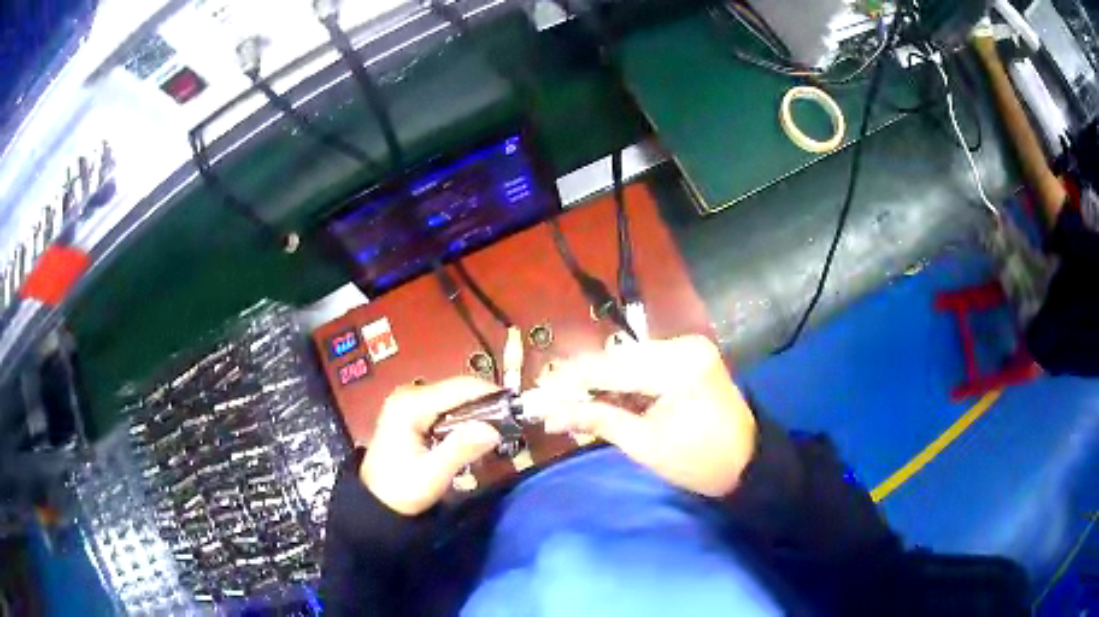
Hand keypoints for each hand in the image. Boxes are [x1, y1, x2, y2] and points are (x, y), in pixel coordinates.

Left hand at [362, 377, 501, 515]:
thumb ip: (460, 449)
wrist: (375, 503)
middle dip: (486, 405)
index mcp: (410, 404)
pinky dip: (463, 418)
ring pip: (454, 398)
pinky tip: (472, 436)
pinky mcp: (411, 411)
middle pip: (457, 390)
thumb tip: (493, 429)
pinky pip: (445, 407)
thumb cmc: (401, 490)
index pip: (459, 387)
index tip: (518, 408)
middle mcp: (409, 394)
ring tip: (497, 432)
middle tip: (510, 426)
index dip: (491, 394)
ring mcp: (408, 400)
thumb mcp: (432, 474)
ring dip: (476, 412)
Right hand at [538, 335, 756, 497]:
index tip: (539, 394)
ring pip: (628, 361)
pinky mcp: (689, 357)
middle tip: (553, 405)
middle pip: (617, 359)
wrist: (748, 463)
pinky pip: (645, 365)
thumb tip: (553, 414)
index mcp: (678, 366)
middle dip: (582, 383)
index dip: (571, 381)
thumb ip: (598, 421)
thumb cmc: (699, 462)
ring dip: (600, 383)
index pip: (611, 367)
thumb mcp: (645, 445)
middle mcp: (683, 345)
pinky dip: (622, 383)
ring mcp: (688, 348)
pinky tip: (603, 400)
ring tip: (573, 407)